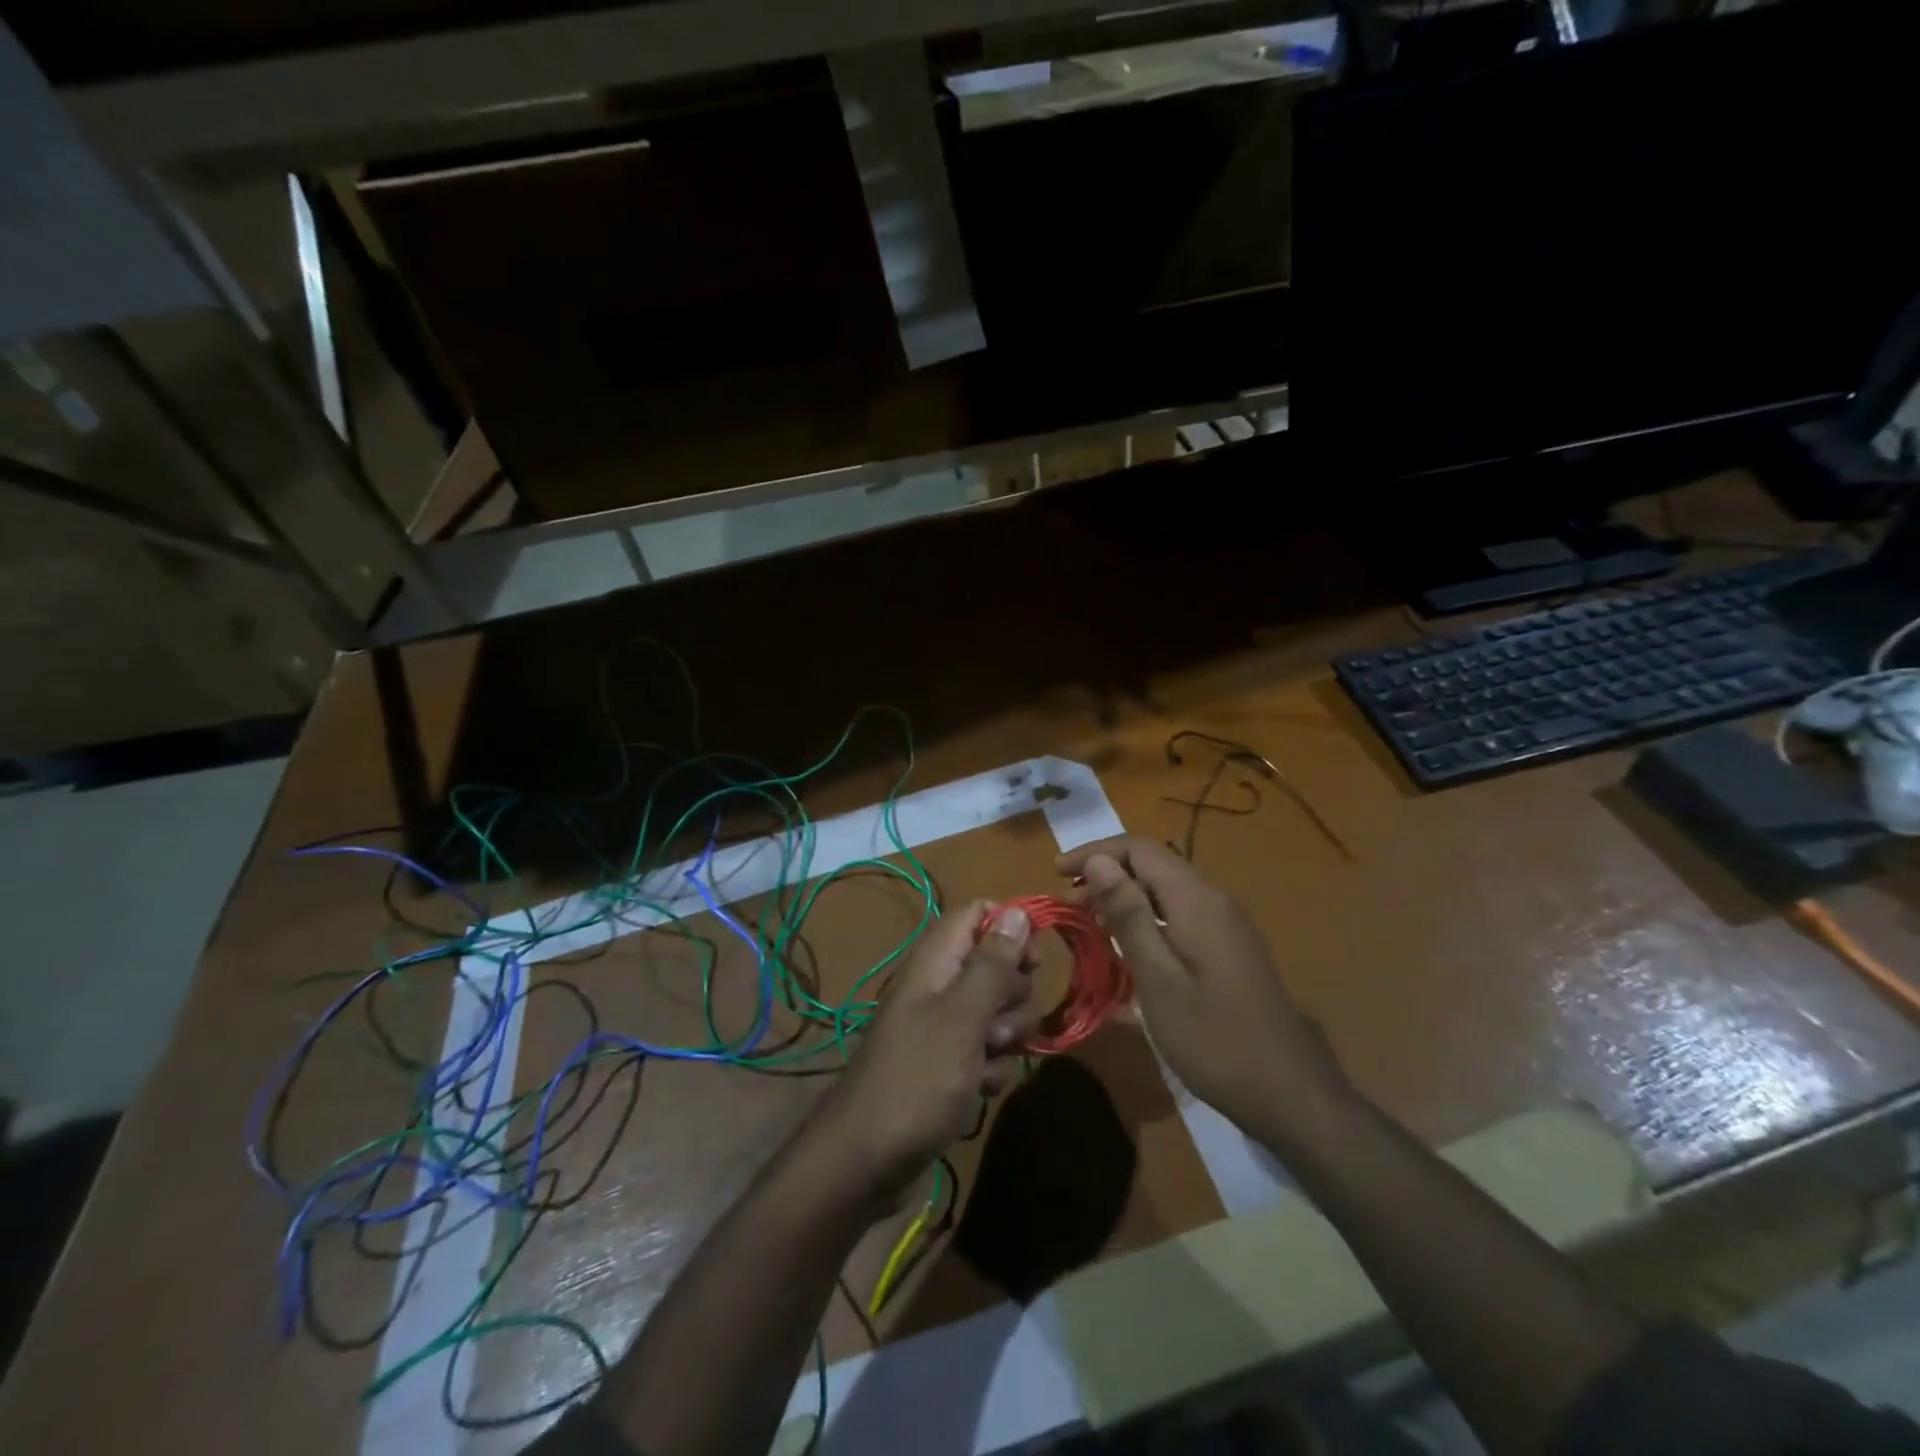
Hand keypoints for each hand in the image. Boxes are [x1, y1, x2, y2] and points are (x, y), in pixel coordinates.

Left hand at [807, 901, 1038, 1205]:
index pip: (979, 914)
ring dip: (1006, 1039)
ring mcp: (945, 1026)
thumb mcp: (962, 1018)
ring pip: (999, 1012)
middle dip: (1013, 998)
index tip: (1033, 962)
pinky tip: (979, 1090)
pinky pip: (988, 1051)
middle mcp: (940, 985)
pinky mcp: (950, 1063)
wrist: (867, 1160)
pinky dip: (991, 1069)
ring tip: (983, 1064)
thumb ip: (992, 964)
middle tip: (995, 1027)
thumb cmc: (917, 1079)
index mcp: (936, 961)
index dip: (1011, 930)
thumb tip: (1017, 911)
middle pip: (998, 966)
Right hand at [1056, 836, 1348, 1140]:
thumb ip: (1128, 914)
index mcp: (1196, 899)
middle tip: (1069, 901)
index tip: (1056, 873)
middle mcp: (1214, 898)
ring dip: (1126, 893)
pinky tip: (1131, 944)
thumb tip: (1098, 861)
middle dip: (1107, 871)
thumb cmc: (1213, 1037)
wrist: (1288, 1091)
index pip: (1139, 848)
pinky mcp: (1231, 945)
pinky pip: (1180, 910)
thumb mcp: (1158, 977)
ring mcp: (1227, 922)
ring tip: (1091, 920)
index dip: (1095, 852)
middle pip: (1154, 862)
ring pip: (1167, 887)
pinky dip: (1147, 914)